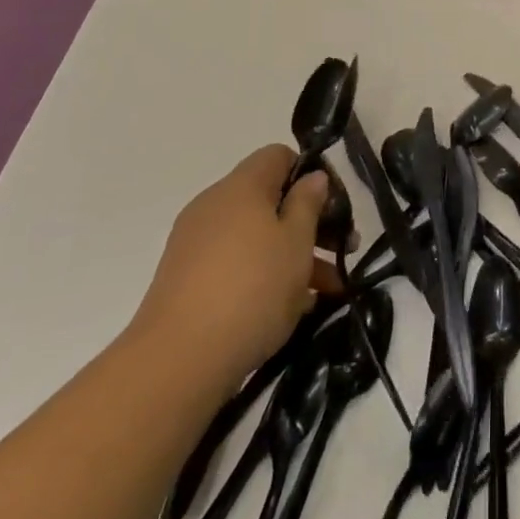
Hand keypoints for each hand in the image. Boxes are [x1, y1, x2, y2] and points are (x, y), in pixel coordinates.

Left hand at [127, 145, 341, 386]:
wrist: (177, 362)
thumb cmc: (251, 289)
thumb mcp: (296, 242)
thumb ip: (309, 203)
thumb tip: (313, 177)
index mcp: (241, 186)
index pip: (278, 156)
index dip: (310, 174)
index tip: (333, 207)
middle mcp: (214, 205)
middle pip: (269, 199)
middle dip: (309, 223)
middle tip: (342, 251)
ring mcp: (195, 244)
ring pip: (256, 237)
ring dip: (292, 255)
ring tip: (326, 291)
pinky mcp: (185, 281)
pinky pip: (235, 264)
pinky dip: (263, 276)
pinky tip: (290, 309)